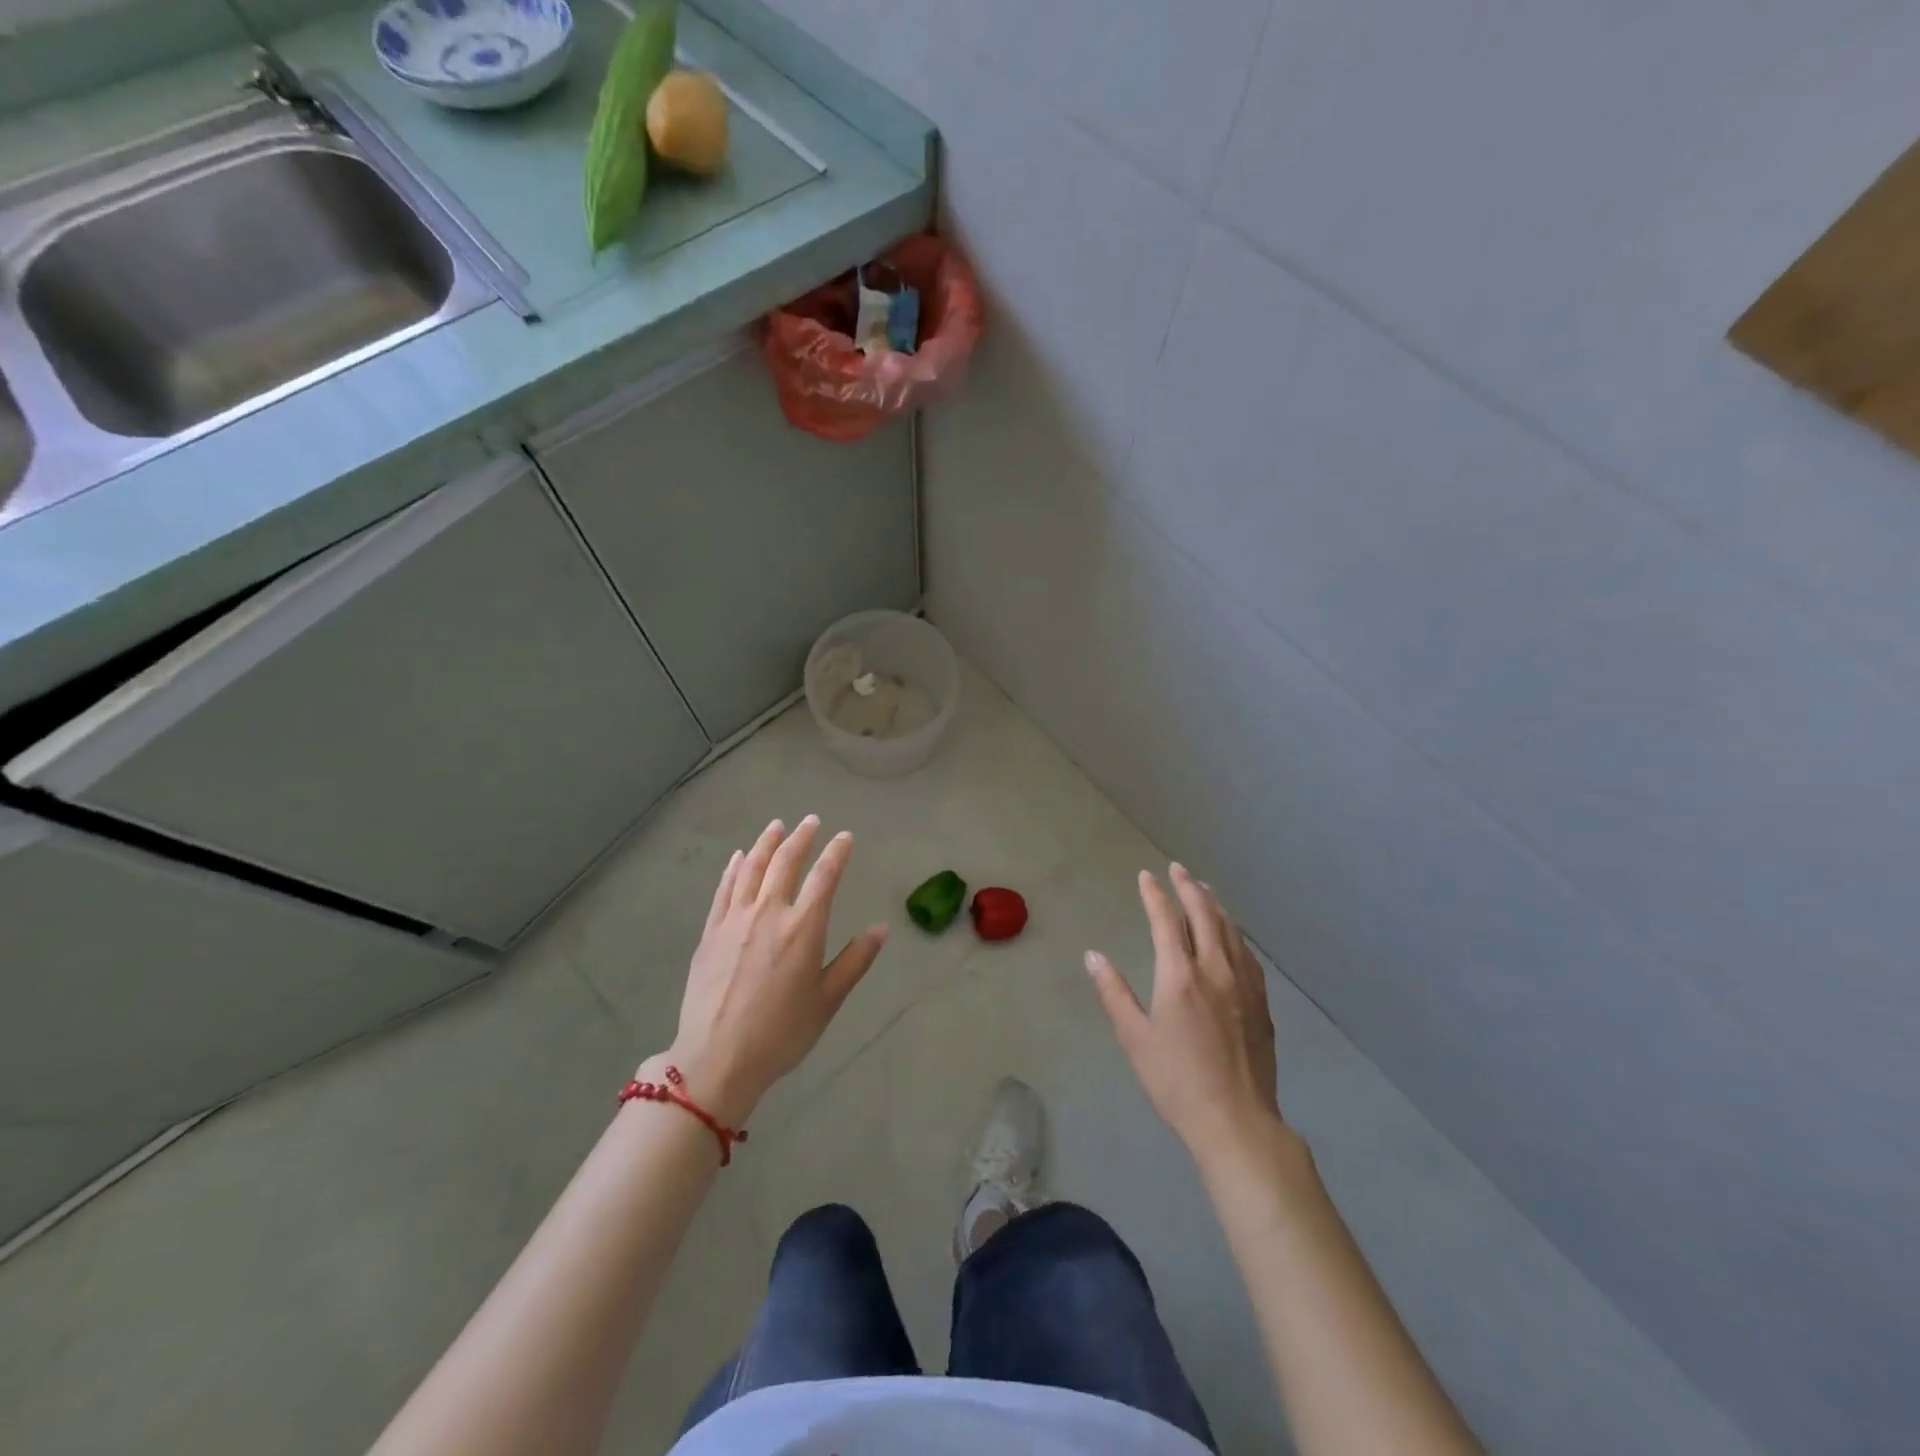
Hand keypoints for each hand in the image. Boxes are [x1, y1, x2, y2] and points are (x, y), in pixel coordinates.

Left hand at [653, 816, 887, 1125]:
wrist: (716, 1059)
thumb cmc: (781, 1033)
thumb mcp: (827, 1001)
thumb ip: (855, 960)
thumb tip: (881, 929)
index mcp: (803, 928)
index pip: (824, 877)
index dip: (837, 852)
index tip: (845, 836)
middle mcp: (769, 913)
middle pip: (786, 862)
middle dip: (801, 837)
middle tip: (811, 821)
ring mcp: (735, 920)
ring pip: (752, 868)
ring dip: (767, 843)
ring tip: (777, 825)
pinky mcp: (710, 932)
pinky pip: (724, 889)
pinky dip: (734, 868)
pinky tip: (740, 856)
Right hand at [1086, 864, 1281, 1165]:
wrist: (1236, 1120)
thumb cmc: (1176, 1081)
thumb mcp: (1134, 1038)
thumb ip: (1113, 993)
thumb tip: (1093, 956)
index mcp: (1180, 976)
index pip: (1166, 921)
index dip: (1155, 894)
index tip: (1146, 876)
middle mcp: (1215, 969)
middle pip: (1204, 915)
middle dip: (1189, 887)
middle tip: (1178, 869)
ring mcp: (1244, 984)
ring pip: (1230, 930)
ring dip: (1214, 904)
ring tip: (1204, 889)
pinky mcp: (1261, 1002)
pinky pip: (1247, 953)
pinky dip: (1234, 932)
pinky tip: (1232, 934)